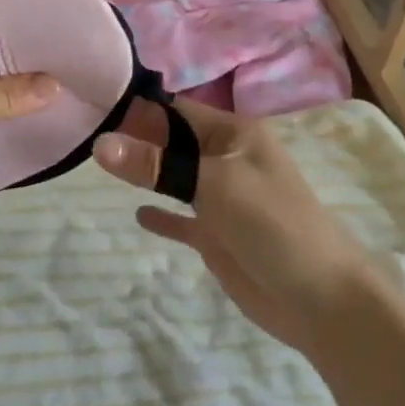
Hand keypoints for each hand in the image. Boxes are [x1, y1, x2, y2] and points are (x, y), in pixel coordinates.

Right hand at [94, 98, 372, 355]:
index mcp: (232, 133)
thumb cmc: (272, 222)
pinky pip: (181, 217)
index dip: (137, 107)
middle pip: (170, 141)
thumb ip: (156, 165)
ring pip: (173, 176)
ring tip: (96, 166)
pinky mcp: (217, 235)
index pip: (174, 110)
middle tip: (82, 135)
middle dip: (134, 138)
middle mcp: (224, 157)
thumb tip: (100, 144)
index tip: (91, 106)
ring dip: (144, 172)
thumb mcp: (213, 184)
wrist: (322, 299)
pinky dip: (161, 214)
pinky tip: (136, 214)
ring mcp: (221, 197)